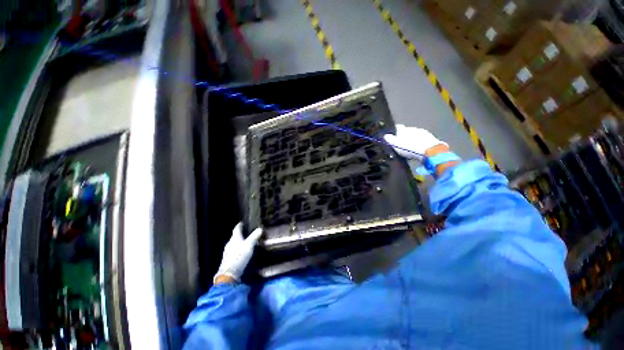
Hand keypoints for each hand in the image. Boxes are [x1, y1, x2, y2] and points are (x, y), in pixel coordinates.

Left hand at [214, 223, 262, 283]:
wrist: (229, 274)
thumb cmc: (239, 256)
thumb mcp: (249, 245)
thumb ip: (254, 237)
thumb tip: (260, 229)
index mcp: (234, 238)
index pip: (236, 229)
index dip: (240, 225)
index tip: (242, 222)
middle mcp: (229, 244)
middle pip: (235, 236)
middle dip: (241, 234)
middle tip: (248, 232)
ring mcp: (228, 252)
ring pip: (235, 244)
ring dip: (240, 242)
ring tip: (247, 242)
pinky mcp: (228, 260)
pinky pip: (234, 251)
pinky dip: (239, 249)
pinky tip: (243, 252)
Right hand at [383, 125, 446, 159]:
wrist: (430, 151)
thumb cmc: (410, 147)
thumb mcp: (395, 145)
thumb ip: (390, 140)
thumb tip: (385, 135)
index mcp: (403, 128)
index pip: (396, 127)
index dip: (393, 132)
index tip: (391, 137)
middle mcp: (413, 128)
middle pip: (406, 131)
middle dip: (403, 136)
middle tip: (400, 145)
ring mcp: (422, 132)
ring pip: (414, 135)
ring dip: (412, 140)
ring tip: (409, 148)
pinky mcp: (430, 138)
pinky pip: (422, 140)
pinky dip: (419, 144)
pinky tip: (417, 150)